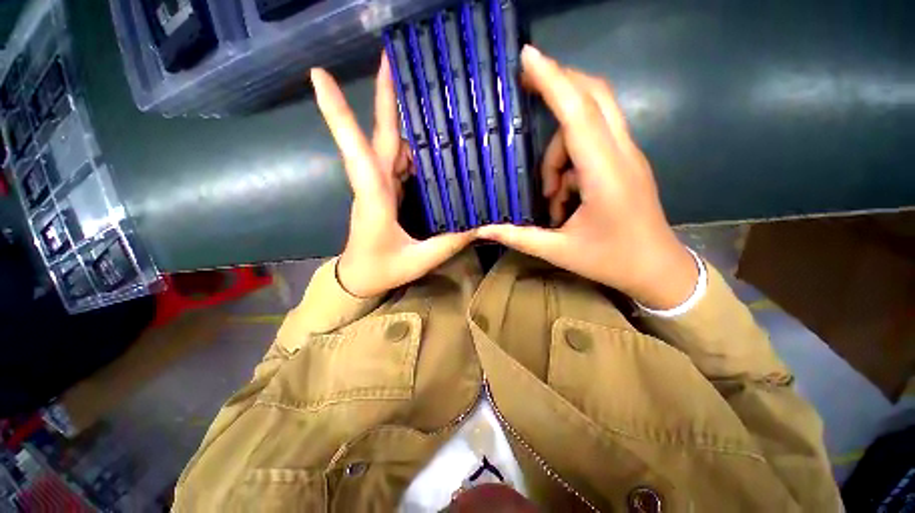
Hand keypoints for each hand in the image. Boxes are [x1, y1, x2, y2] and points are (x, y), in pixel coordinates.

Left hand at [311, 55, 474, 297]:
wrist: (360, 278)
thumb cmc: (382, 270)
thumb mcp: (419, 260)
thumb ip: (449, 242)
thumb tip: (479, 223)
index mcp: (374, 198)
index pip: (357, 152)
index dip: (339, 115)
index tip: (319, 75)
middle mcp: (373, 185)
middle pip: (378, 137)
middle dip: (383, 98)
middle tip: (393, 60)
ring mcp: (377, 187)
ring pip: (387, 145)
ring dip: (398, 116)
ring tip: (418, 89)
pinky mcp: (384, 192)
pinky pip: (397, 161)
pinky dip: (410, 144)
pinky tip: (426, 136)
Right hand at [478, 46, 697, 308]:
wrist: (658, 269)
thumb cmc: (611, 261)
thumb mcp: (559, 251)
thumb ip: (519, 237)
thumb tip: (483, 229)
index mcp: (606, 175)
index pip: (577, 114)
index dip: (553, 81)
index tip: (527, 57)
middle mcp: (622, 155)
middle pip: (594, 97)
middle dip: (559, 85)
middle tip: (525, 87)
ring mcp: (628, 157)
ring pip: (589, 124)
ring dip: (558, 152)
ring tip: (550, 195)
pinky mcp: (626, 164)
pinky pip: (593, 143)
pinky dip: (570, 162)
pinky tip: (564, 196)